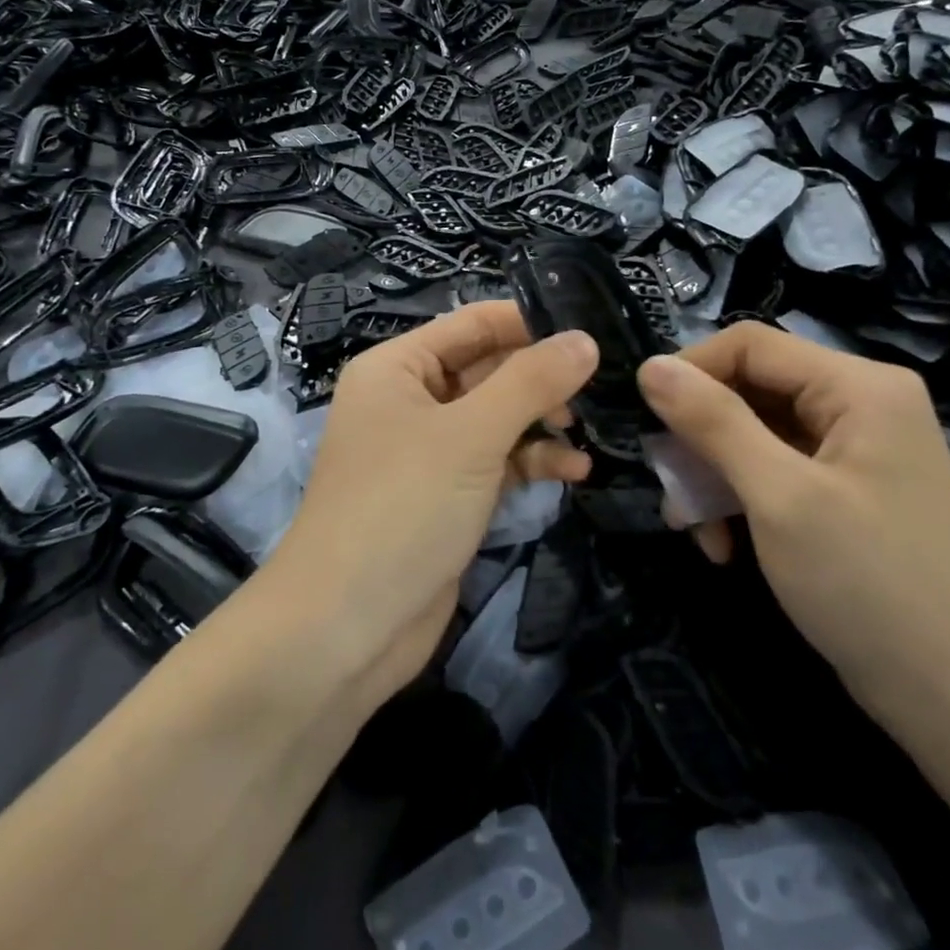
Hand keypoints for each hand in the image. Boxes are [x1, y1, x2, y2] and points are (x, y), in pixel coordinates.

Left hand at [266, 302, 597, 707]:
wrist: (346, 626)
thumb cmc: (402, 507)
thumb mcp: (470, 435)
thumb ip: (530, 382)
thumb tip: (584, 339)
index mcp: (398, 368)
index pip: (472, 323)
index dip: (530, 323)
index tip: (592, 331)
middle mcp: (410, 400)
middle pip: (488, 369)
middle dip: (542, 378)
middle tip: (602, 386)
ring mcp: (428, 451)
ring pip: (497, 418)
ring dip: (542, 423)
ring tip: (587, 433)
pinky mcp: (447, 496)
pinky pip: (496, 462)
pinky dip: (531, 462)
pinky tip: (574, 471)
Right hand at [636, 325, 949, 729]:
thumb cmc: (870, 585)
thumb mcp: (780, 497)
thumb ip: (713, 422)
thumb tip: (651, 366)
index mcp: (858, 386)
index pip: (750, 345)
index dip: (690, 372)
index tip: (645, 420)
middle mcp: (859, 405)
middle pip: (750, 391)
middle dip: (700, 439)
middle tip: (669, 489)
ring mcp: (853, 451)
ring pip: (754, 435)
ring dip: (714, 477)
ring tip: (692, 530)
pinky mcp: (844, 492)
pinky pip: (773, 472)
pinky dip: (741, 501)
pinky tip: (724, 547)